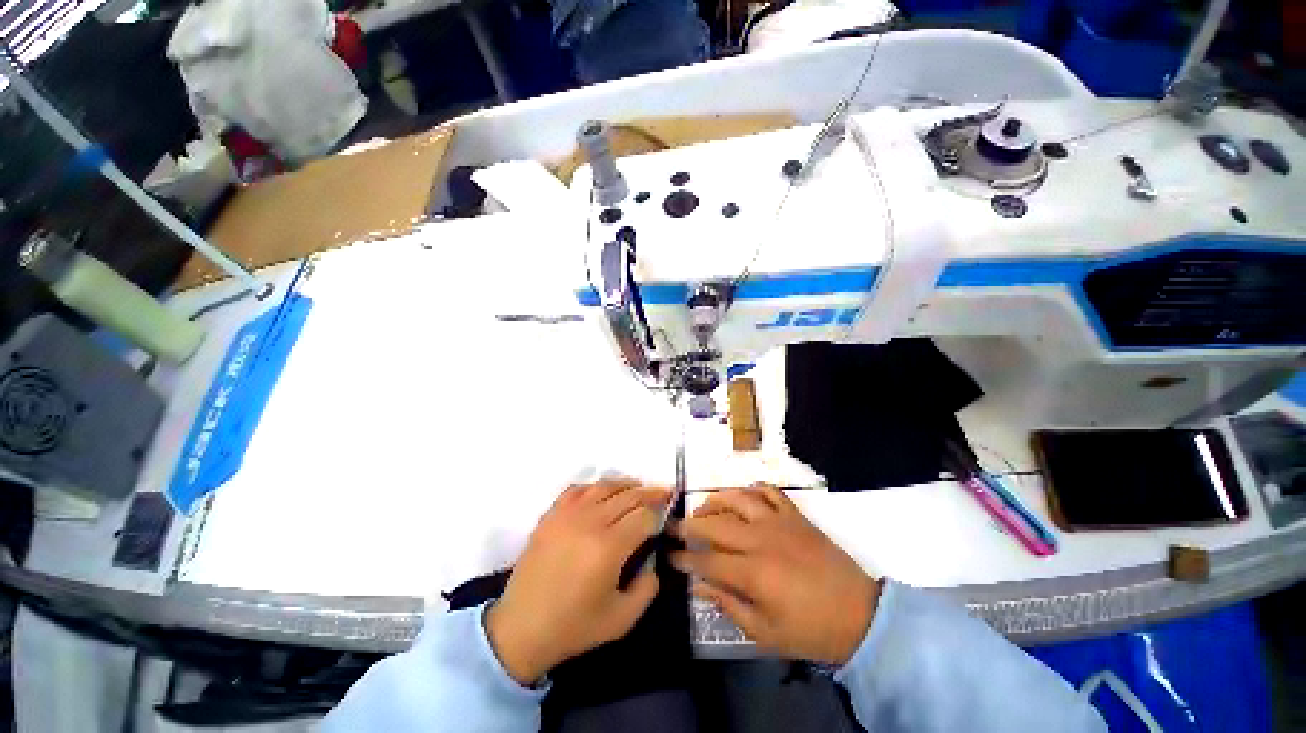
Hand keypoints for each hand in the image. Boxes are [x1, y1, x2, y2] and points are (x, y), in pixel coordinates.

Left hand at [486, 479, 667, 684]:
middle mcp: (590, 522)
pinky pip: (577, 489)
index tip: (666, 518)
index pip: (644, 516)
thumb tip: (652, 559)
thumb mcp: (622, 620)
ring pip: (604, 486)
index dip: (659, 515)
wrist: (520, 629)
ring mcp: (567, 515)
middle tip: (664, 491)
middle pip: (628, 495)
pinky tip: (602, 492)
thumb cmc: (573, 627)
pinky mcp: (551, 515)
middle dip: (650, 492)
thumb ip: (647, 588)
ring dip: (626, 484)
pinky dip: (595, 486)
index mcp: (609, 547)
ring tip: (638, 487)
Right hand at [672, 485, 880, 665]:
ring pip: (739, 498)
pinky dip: (753, 488)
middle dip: (690, 525)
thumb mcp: (766, 633)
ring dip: (716, 500)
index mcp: (754, 573)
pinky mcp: (796, 516)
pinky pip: (771, 492)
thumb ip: (729, 606)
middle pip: (716, 524)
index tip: (670, 555)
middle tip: (674, 526)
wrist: (861, 616)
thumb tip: (700, 587)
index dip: (685, 558)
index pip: (707, 560)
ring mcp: (780, 522)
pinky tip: (744, 495)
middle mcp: (761, 540)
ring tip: (704, 508)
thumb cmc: (812, 631)